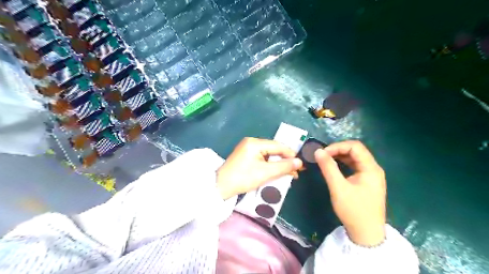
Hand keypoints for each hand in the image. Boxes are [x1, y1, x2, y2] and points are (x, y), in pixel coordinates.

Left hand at [217, 138, 304, 199]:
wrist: (221, 187)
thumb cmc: (243, 178)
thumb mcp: (265, 173)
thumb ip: (284, 167)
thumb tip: (299, 162)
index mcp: (255, 143)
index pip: (278, 146)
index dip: (291, 154)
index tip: (301, 164)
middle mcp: (251, 142)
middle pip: (274, 149)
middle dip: (285, 160)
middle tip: (297, 170)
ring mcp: (247, 148)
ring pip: (269, 154)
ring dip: (279, 163)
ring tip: (289, 173)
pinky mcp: (246, 156)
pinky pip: (262, 158)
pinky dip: (270, 164)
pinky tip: (277, 171)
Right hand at [315, 142, 387, 246]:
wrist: (366, 234)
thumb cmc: (353, 210)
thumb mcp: (338, 188)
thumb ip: (328, 168)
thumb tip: (318, 151)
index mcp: (371, 168)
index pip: (355, 147)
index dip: (337, 146)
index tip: (323, 153)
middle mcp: (373, 169)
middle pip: (356, 151)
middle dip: (338, 150)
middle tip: (322, 156)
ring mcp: (371, 176)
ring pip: (355, 158)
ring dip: (340, 156)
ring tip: (326, 160)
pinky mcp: (367, 182)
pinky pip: (355, 167)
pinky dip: (343, 164)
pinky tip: (334, 167)